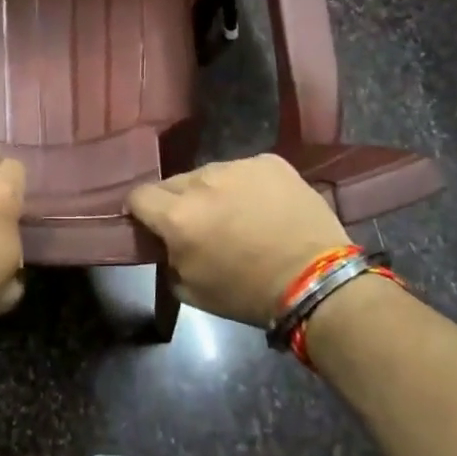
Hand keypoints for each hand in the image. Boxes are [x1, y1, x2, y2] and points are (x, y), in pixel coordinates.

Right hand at [128, 155, 348, 327]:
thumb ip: (168, 258)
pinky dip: (245, 185)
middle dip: (176, 202)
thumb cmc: (249, 294)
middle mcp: (202, 182)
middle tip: (198, 225)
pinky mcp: (269, 161)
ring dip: (211, 192)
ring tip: (235, 215)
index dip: (140, 211)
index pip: (138, 196)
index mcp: (177, 216)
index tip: (150, 224)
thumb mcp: (191, 289)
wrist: (318, 281)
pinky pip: (243, 169)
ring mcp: (238, 166)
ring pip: (209, 174)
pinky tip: (263, 207)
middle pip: (172, 183)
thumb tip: (165, 243)